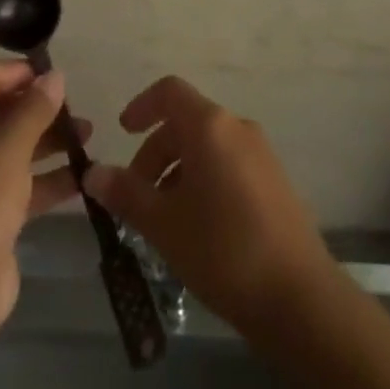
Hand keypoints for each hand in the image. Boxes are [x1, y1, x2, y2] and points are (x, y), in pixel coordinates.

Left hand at [0, 60, 88, 322]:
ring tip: (88, 136)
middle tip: (76, 107)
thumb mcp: (10, 145)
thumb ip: (35, 107)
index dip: (20, 71)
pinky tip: (82, 176)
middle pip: (0, 111)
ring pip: (12, 146)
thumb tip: (55, 75)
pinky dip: (46, 177)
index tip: (56, 75)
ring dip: (48, 140)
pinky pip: (18, 182)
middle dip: (39, 108)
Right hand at [85, 77, 335, 335]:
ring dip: (178, 170)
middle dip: (155, 152)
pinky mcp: (274, 180)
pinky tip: (197, 227)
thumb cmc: (222, 249)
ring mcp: (261, 153)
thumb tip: (92, 173)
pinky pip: (229, 164)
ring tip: (163, 219)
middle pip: (187, 122)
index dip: (142, 106)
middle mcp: (237, 127)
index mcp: (210, 126)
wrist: (298, 296)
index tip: (121, 132)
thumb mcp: (164, 224)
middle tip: (136, 196)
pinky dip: (204, 180)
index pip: (169, 92)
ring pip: (207, 146)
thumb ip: (126, 193)